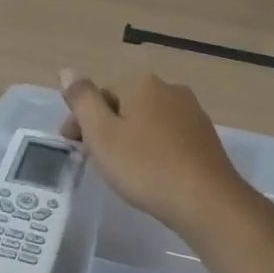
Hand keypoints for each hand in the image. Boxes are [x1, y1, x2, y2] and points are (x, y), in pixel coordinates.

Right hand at [59, 69, 254, 238]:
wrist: (206, 201)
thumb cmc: (146, 166)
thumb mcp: (101, 134)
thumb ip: (82, 100)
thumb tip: (67, 71)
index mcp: (142, 84)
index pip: (99, 95)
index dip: (81, 120)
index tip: (72, 147)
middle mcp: (170, 90)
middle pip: (124, 105)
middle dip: (105, 128)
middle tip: (93, 160)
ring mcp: (192, 113)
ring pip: (147, 121)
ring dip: (129, 138)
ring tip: (121, 169)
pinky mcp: (205, 137)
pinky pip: (167, 136)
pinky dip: (152, 149)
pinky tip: (150, 173)